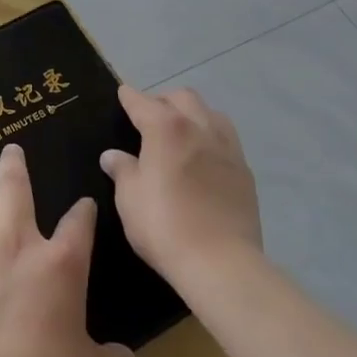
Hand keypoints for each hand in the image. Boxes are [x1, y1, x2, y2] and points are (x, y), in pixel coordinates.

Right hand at [101, 86, 263, 288]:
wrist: (222, 263)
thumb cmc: (164, 226)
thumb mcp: (130, 198)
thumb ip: (122, 170)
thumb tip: (112, 155)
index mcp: (166, 128)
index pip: (142, 102)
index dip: (129, 97)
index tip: (122, 94)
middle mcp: (199, 127)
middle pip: (182, 97)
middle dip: (162, 100)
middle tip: (148, 117)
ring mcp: (226, 147)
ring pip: (210, 112)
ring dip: (192, 113)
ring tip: (180, 132)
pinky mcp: (244, 170)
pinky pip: (226, 138)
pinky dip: (210, 136)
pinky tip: (203, 156)